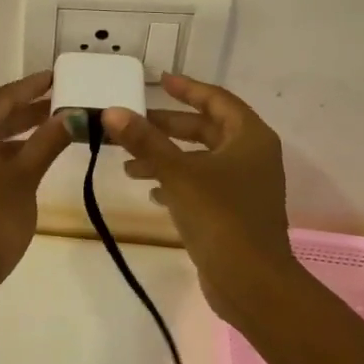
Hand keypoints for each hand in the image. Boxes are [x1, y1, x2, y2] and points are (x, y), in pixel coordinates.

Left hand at [0, 70, 72, 296]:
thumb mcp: (25, 178)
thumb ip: (47, 143)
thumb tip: (71, 116)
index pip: (0, 99)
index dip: (30, 87)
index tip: (55, 77)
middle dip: (26, 111)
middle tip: (60, 103)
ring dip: (16, 135)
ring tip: (50, 131)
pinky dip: (2, 156)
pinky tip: (25, 163)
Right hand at [99, 75, 297, 295]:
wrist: (251, 282)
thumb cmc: (220, 217)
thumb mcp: (177, 173)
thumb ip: (144, 141)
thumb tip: (112, 111)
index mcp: (249, 138)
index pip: (217, 100)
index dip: (188, 88)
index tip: (160, 80)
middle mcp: (252, 156)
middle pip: (207, 129)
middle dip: (168, 127)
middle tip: (133, 124)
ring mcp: (246, 186)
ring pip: (201, 159)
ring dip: (167, 158)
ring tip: (129, 166)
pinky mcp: (235, 212)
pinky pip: (202, 184)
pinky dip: (177, 181)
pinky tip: (151, 191)